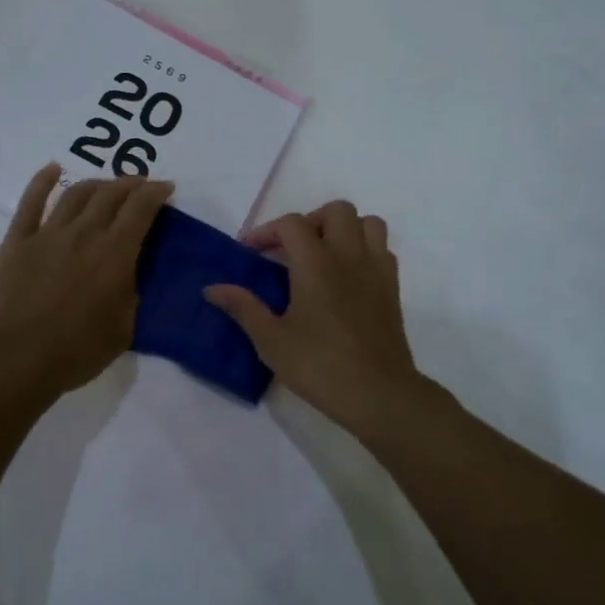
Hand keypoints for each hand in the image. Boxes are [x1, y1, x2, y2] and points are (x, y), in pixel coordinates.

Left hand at [0, 164, 173, 396]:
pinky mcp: (17, 240)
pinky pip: (31, 202)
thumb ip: (131, 296)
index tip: (165, 188)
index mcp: (115, 254)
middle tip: (140, 185)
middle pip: (110, 194)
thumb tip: (129, 276)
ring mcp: (48, 233)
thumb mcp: (123, 329)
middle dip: (130, 183)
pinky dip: (43, 181)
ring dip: (96, 183)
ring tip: (106, 185)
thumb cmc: (75, 351)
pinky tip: (52, 169)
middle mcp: (84, 233)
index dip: (156, 192)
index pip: (141, 208)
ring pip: (76, 193)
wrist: (14, 358)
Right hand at [205, 201, 440, 428]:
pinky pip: (382, 249)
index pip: (291, 224)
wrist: (378, 394)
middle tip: (291, 249)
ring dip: (343, 229)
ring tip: (323, 255)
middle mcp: (349, 256)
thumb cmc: (319, 365)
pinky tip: (347, 276)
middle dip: (310, 221)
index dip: (266, 231)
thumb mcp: (271, 340)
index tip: (250, 252)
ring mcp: (376, 270)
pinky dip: (364, 250)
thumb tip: (212, 288)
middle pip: (336, 211)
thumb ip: (242, 307)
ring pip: (367, 223)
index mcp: (316, 263)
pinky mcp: (393, 288)